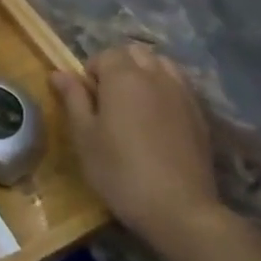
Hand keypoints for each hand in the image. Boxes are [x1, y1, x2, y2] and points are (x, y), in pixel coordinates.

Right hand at [50, 44, 225, 251]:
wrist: (179, 208)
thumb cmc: (119, 171)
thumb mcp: (84, 136)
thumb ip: (73, 98)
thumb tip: (59, 72)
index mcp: (124, 78)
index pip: (105, 55)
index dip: (91, 72)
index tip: (86, 99)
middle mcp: (157, 77)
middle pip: (136, 52)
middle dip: (119, 66)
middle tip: (107, 99)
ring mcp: (184, 94)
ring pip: (162, 64)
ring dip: (144, 73)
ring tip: (133, 105)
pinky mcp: (201, 115)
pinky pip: (180, 86)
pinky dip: (165, 89)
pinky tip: (157, 120)